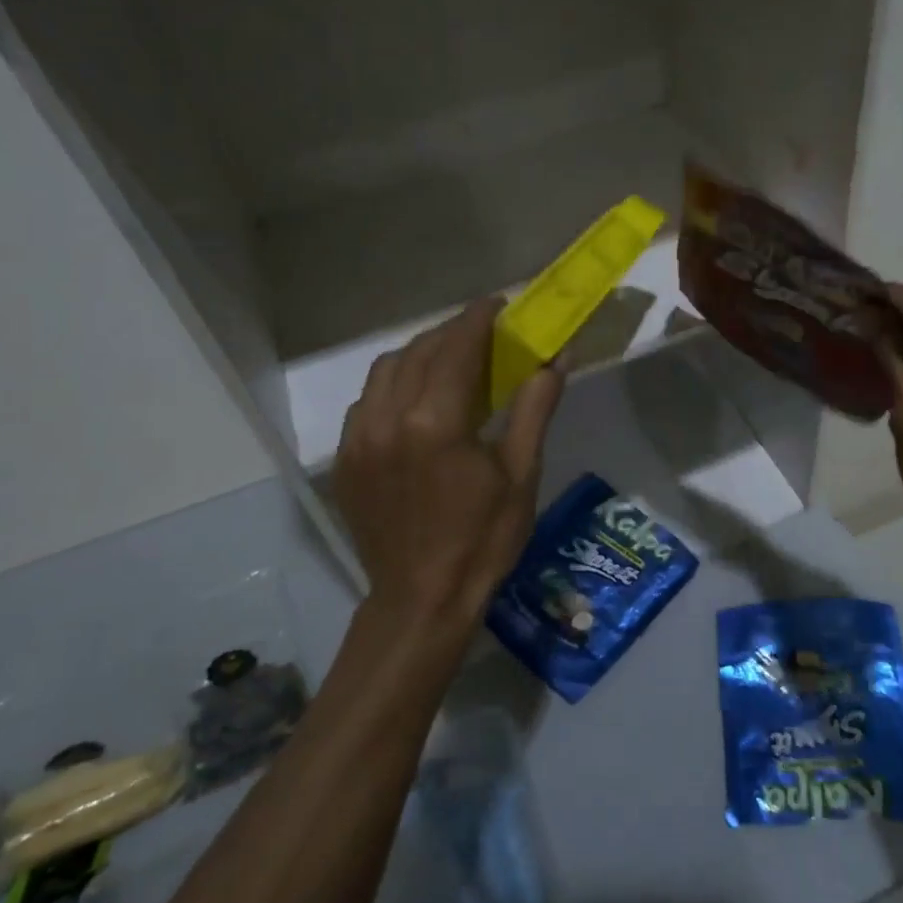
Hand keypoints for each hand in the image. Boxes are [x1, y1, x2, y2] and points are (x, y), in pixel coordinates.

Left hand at [327, 299, 562, 636]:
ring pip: (385, 370)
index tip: (498, 303)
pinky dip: (393, 385)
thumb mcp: (521, 474)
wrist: (422, 600)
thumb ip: (535, 408)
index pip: (456, 346)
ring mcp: (358, 439)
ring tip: (449, 360)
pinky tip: (415, 401)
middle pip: (418, 351)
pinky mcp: (345, 459)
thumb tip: (558, 358)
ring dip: (419, 354)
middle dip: (451, 333)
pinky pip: (366, 401)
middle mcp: (388, 418)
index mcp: (435, 421)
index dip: (478, 318)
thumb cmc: (483, 540)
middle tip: (483, 333)